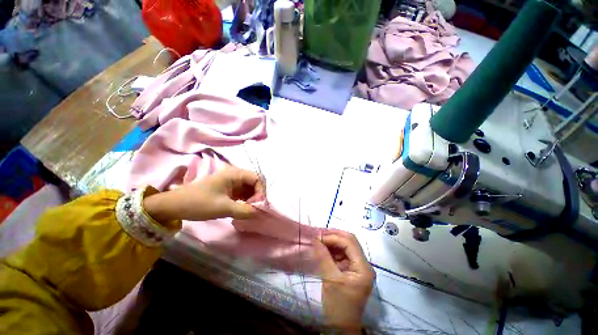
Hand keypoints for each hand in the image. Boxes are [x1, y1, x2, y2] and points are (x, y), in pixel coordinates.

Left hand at [143, 167, 264, 221]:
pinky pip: (242, 193)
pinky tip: (244, 209)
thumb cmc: (199, 203)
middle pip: (254, 183)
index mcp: (234, 174)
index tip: (258, 205)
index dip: (260, 191)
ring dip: (251, 199)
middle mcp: (234, 176)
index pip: (256, 179)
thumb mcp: (223, 208)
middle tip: (255, 209)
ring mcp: (231, 183)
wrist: (174, 206)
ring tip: (250, 210)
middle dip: (257, 196)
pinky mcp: (227, 190)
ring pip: (248, 189)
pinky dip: (245, 201)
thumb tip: (260, 212)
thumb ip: (245, 210)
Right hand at [314, 229, 374, 332]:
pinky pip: (342, 253)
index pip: (350, 243)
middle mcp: (363, 264)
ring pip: (346, 245)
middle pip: (350, 241)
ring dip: (333, 241)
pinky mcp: (351, 269)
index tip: (319, 237)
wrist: (341, 325)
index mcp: (363, 268)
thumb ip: (324, 257)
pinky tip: (324, 248)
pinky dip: (333, 249)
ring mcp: (358, 266)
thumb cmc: (338, 305)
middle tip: (319, 234)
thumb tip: (316, 239)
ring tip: (320, 240)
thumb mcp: (330, 280)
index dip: (334, 237)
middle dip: (334, 236)